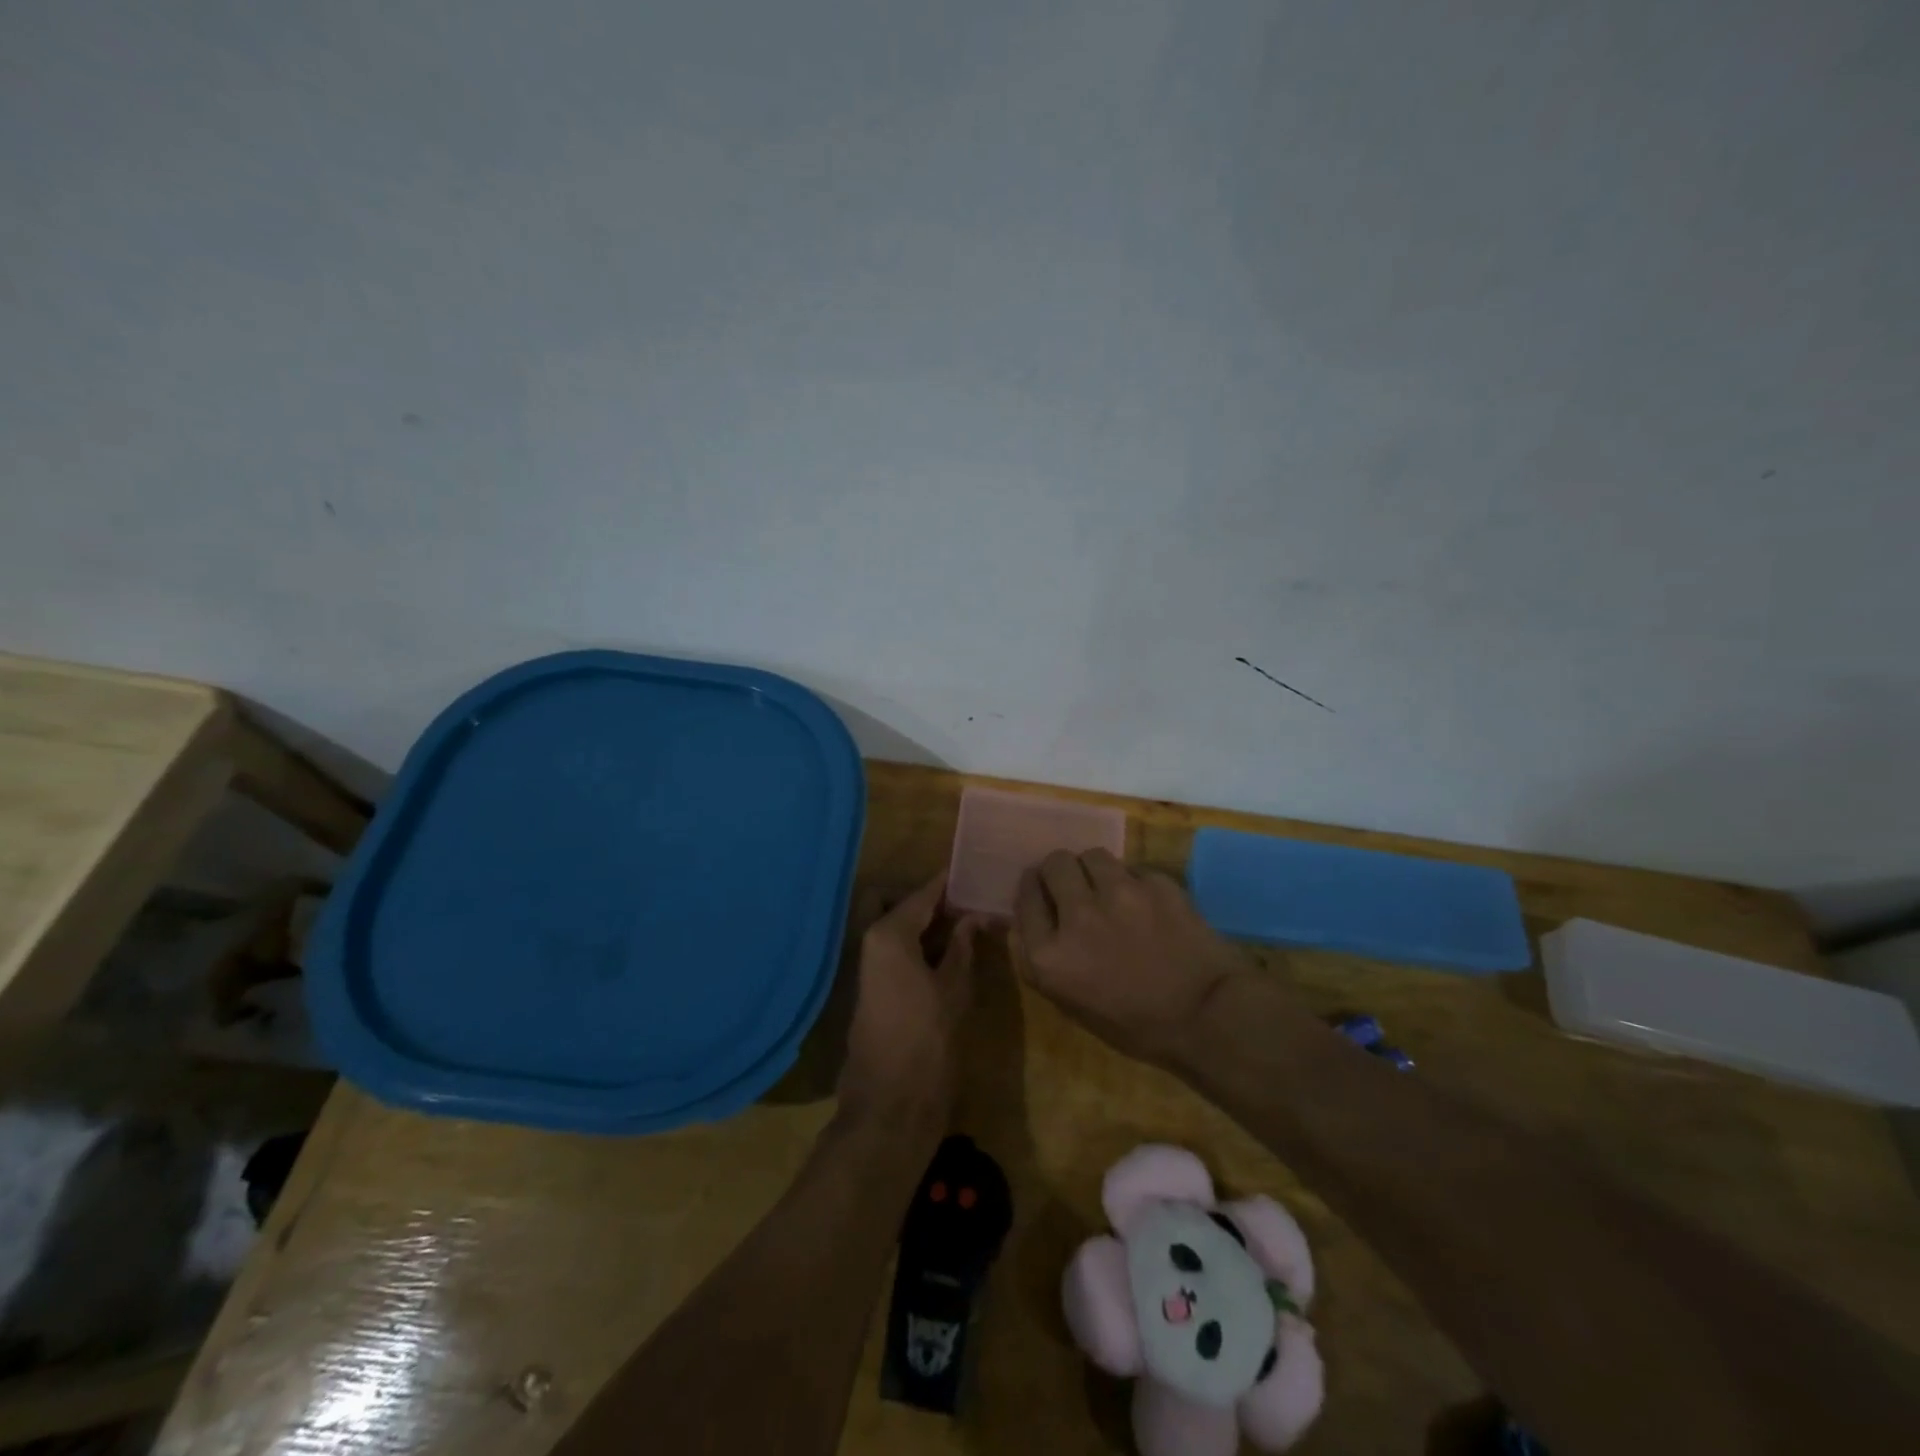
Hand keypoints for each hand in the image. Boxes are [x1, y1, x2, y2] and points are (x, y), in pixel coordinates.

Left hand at [836, 872, 979, 1134]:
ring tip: (965, 924)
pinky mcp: (871, 989)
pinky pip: (893, 951)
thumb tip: (972, 916)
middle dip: (926, 900)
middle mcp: (869, 942)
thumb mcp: (954, 989)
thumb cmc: (928, 1041)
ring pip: (894, 927)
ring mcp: (866, 966)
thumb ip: (962, 946)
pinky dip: (916, 945)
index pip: (922, 894)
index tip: (973, 874)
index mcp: (888, 934)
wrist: (890, 1104)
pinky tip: (947, 953)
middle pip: (896, 903)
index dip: (947, 884)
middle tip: (964, 905)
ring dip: (923, 924)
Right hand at [1011, 849, 1251, 1067]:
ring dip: (1095, 870)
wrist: (1208, 1018)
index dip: (1033, 891)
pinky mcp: (1156, 884)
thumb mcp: (1071, 1004)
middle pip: (1054, 864)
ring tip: (1109, 888)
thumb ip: (1040, 959)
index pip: (1025, 897)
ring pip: (1093, 855)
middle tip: (1074, 887)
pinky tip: (1148, 905)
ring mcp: (1120, 894)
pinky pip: (1134, 870)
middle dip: (1060, 872)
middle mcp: (1078, 915)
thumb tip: (1024, 921)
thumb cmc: (1135, 1025)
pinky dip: (1135, 884)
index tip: (1042, 892)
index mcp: (1050, 955)